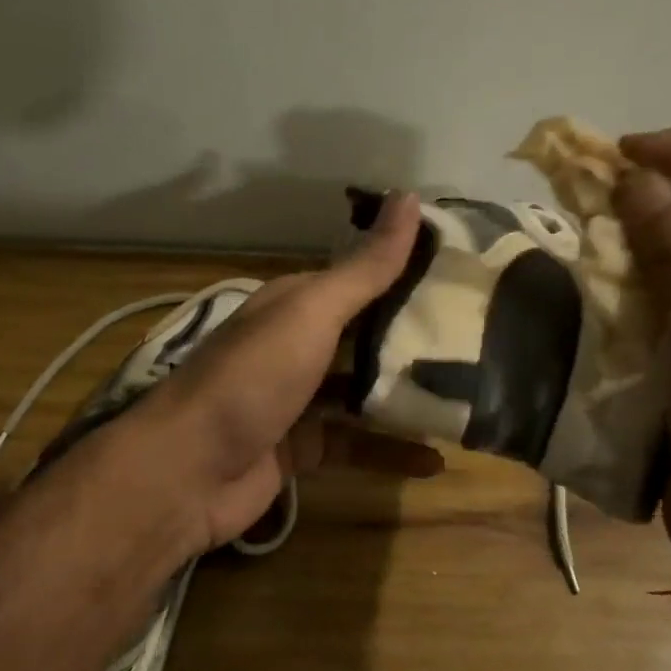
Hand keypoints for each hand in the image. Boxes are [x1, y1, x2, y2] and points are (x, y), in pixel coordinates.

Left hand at [138, 190, 443, 551]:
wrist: (188, 472)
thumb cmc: (251, 380)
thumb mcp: (309, 314)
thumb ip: (363, 269)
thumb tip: (410, 198)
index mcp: (294, 305)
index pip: (360, 279)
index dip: (408, 273)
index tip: (466, 274)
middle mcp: (296, 347)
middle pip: (366, 338)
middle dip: (415, 340)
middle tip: (482, 340)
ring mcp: (297, 401)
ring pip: (363, 394)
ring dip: (407, 398)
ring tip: (468, 398)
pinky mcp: (302, 449)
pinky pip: (356, 446)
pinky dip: (391, 453)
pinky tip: (435, 461)